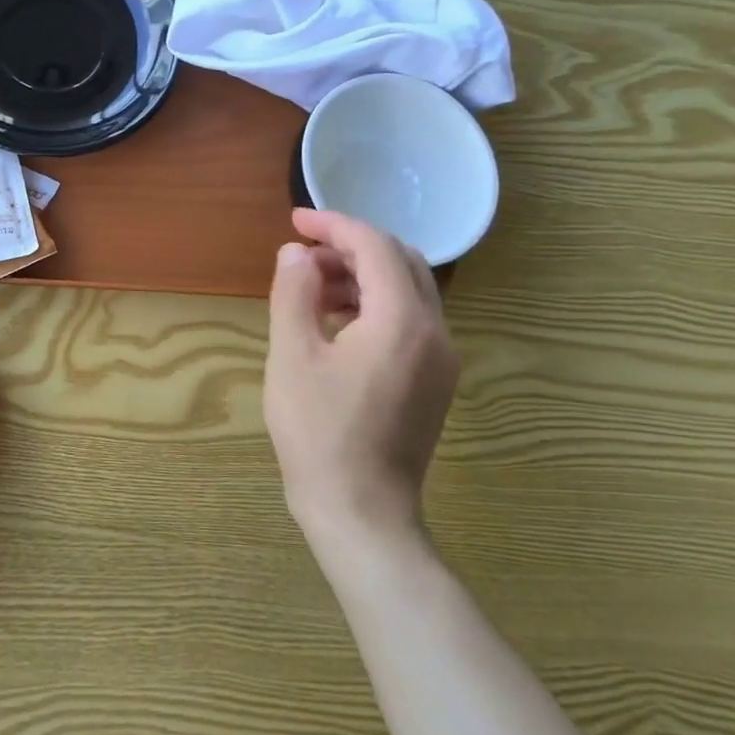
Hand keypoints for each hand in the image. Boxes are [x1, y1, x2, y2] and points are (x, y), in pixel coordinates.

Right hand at [263, 209, 459, 556]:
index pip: (375, 246)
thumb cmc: (319, 433)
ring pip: (409, 290)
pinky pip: (410, 321)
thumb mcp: (292, 356)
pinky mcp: (435, 381)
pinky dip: (375, 305)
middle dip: (351, 246)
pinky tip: (336, 322)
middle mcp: (435, 331)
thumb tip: (296, 253)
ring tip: (312, 286)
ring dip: (363, 275)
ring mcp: (441, 359)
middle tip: (303, 253)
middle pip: (401, 261)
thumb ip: (294, 293)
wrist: (361, 511)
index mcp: (402, 320)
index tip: (295, 222)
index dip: (334, 226)